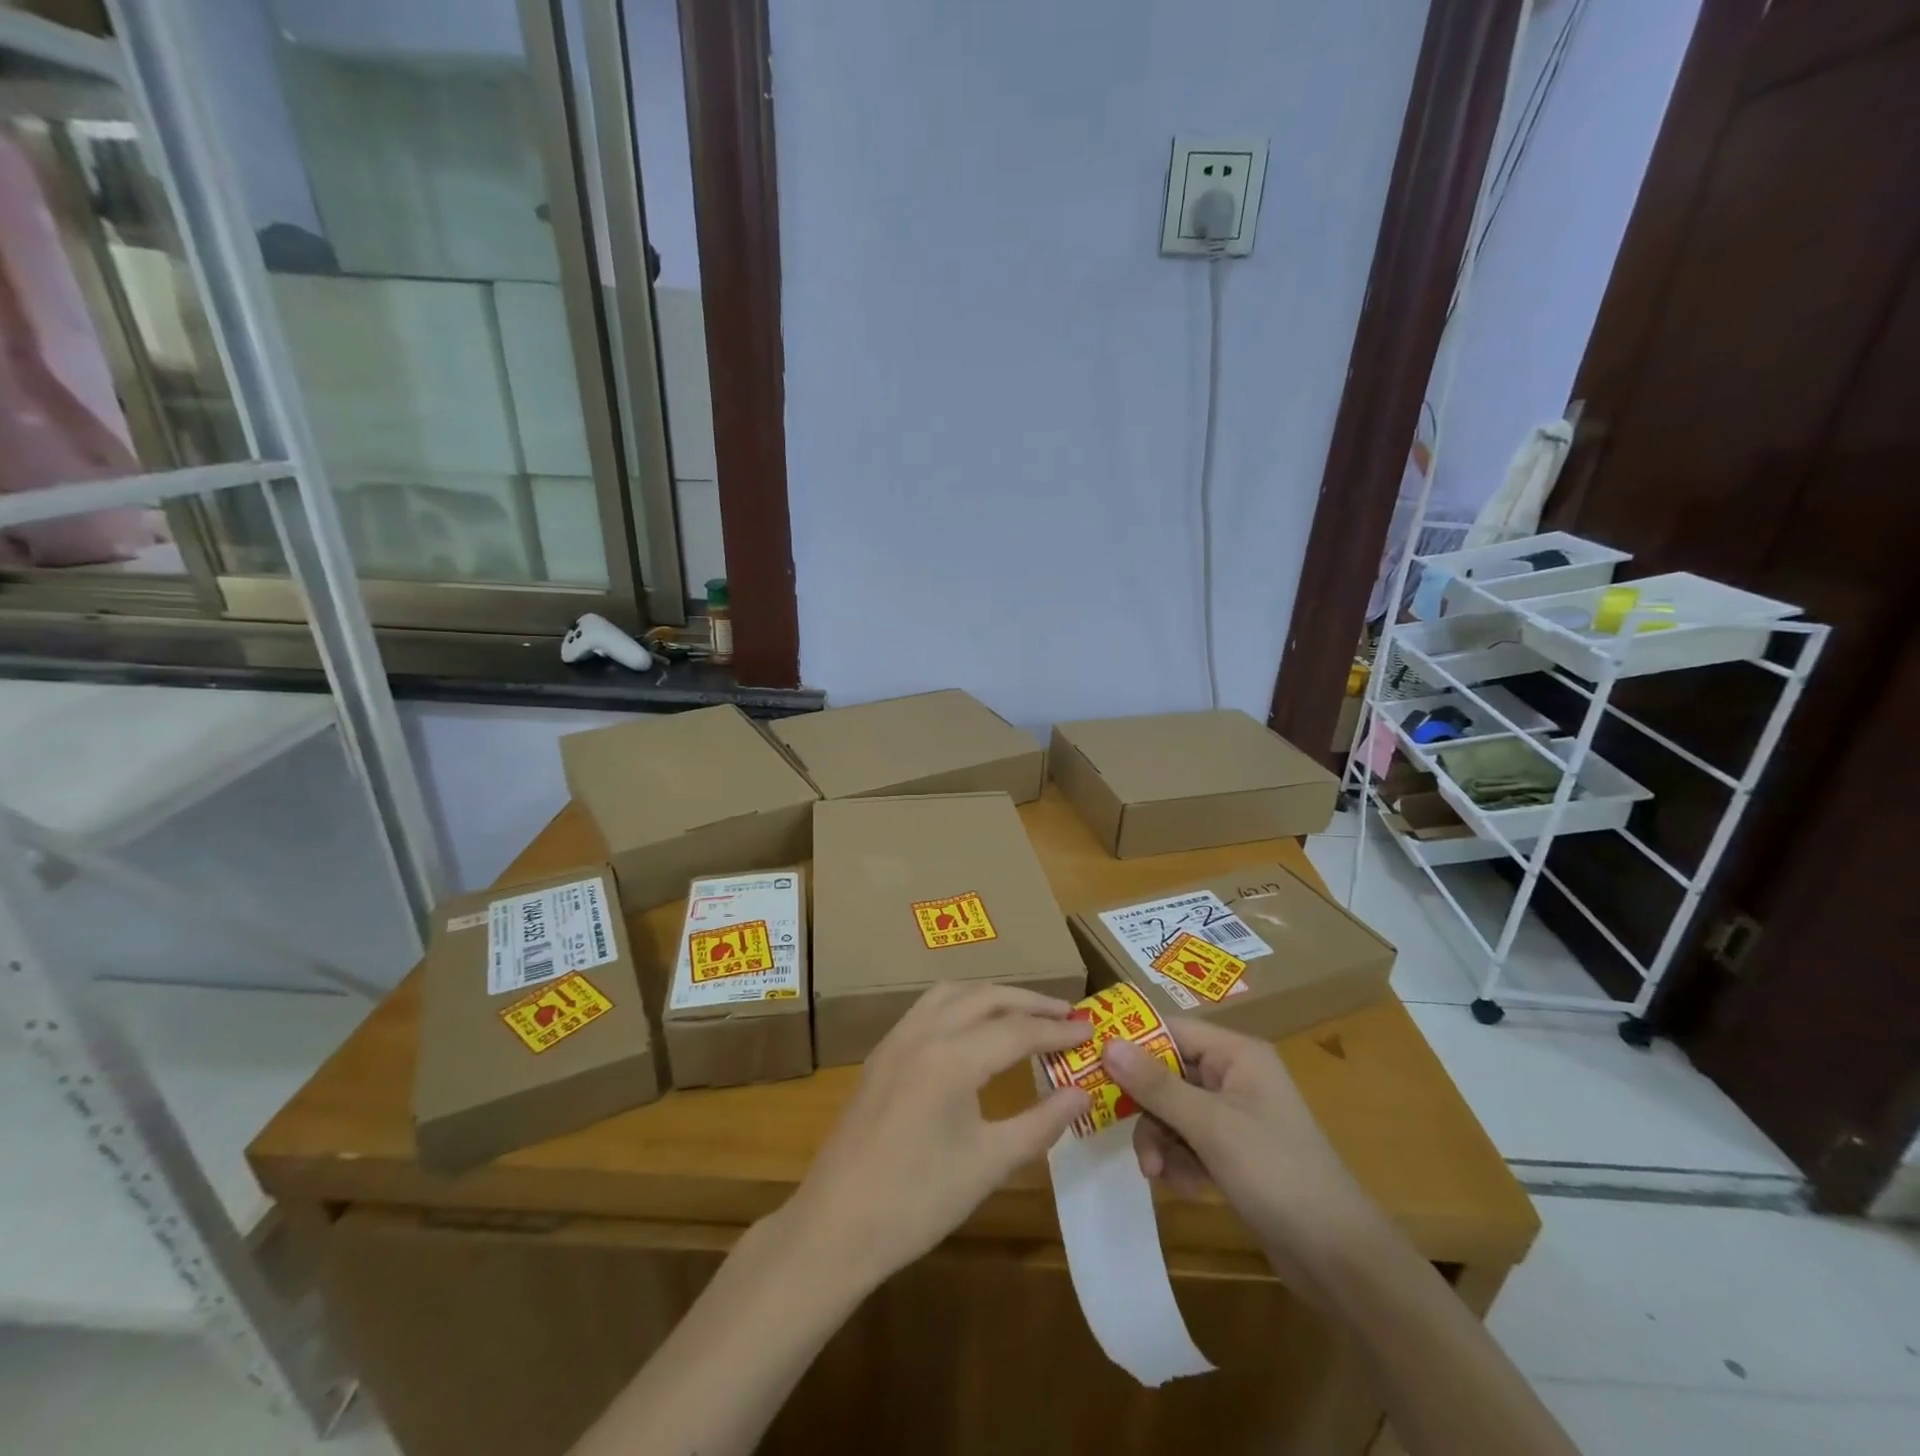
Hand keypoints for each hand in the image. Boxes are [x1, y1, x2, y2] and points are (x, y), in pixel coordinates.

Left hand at [782, 983, 1090, 1291]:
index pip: (1017, 1030)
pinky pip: (928, 1006)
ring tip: (1025, 1012)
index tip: (1091, 1030)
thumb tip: (1082, 1092)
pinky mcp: (882, 1052)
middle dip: (1030, 1002)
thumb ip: (1041, 1123)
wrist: (836, 1225)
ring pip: (953, 993)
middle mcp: (924, 1032)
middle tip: (1067, 1014)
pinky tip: (974, 1027)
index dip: (1058, 1030)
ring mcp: (898, 1038)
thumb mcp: (989, 1164)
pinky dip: (962, 1003)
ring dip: (993, 995)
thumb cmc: (918, 1201)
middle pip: (986, 997)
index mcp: (952, 1057)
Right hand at [1101, 1017, 1382, 1287]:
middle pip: (1168, 1073)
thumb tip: (1108, 1044)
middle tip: (1123, 1132)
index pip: (1172, 1030)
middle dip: (1147, 1107)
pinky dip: (1179, 1161)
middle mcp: (1235, 1076)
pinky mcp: (1235, 1152)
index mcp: (1237, 1054)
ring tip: (1158, 1173)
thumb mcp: (1210, 1127)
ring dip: (1160, 1140)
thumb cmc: (1276, 1173)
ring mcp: (1236, 1116)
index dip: (1132, 1043)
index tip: (1092, 1062)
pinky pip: (1189, 1141)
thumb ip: (1156, 1085)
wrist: (1339, 1259)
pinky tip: (1185, 1188)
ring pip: (1174, 1111)